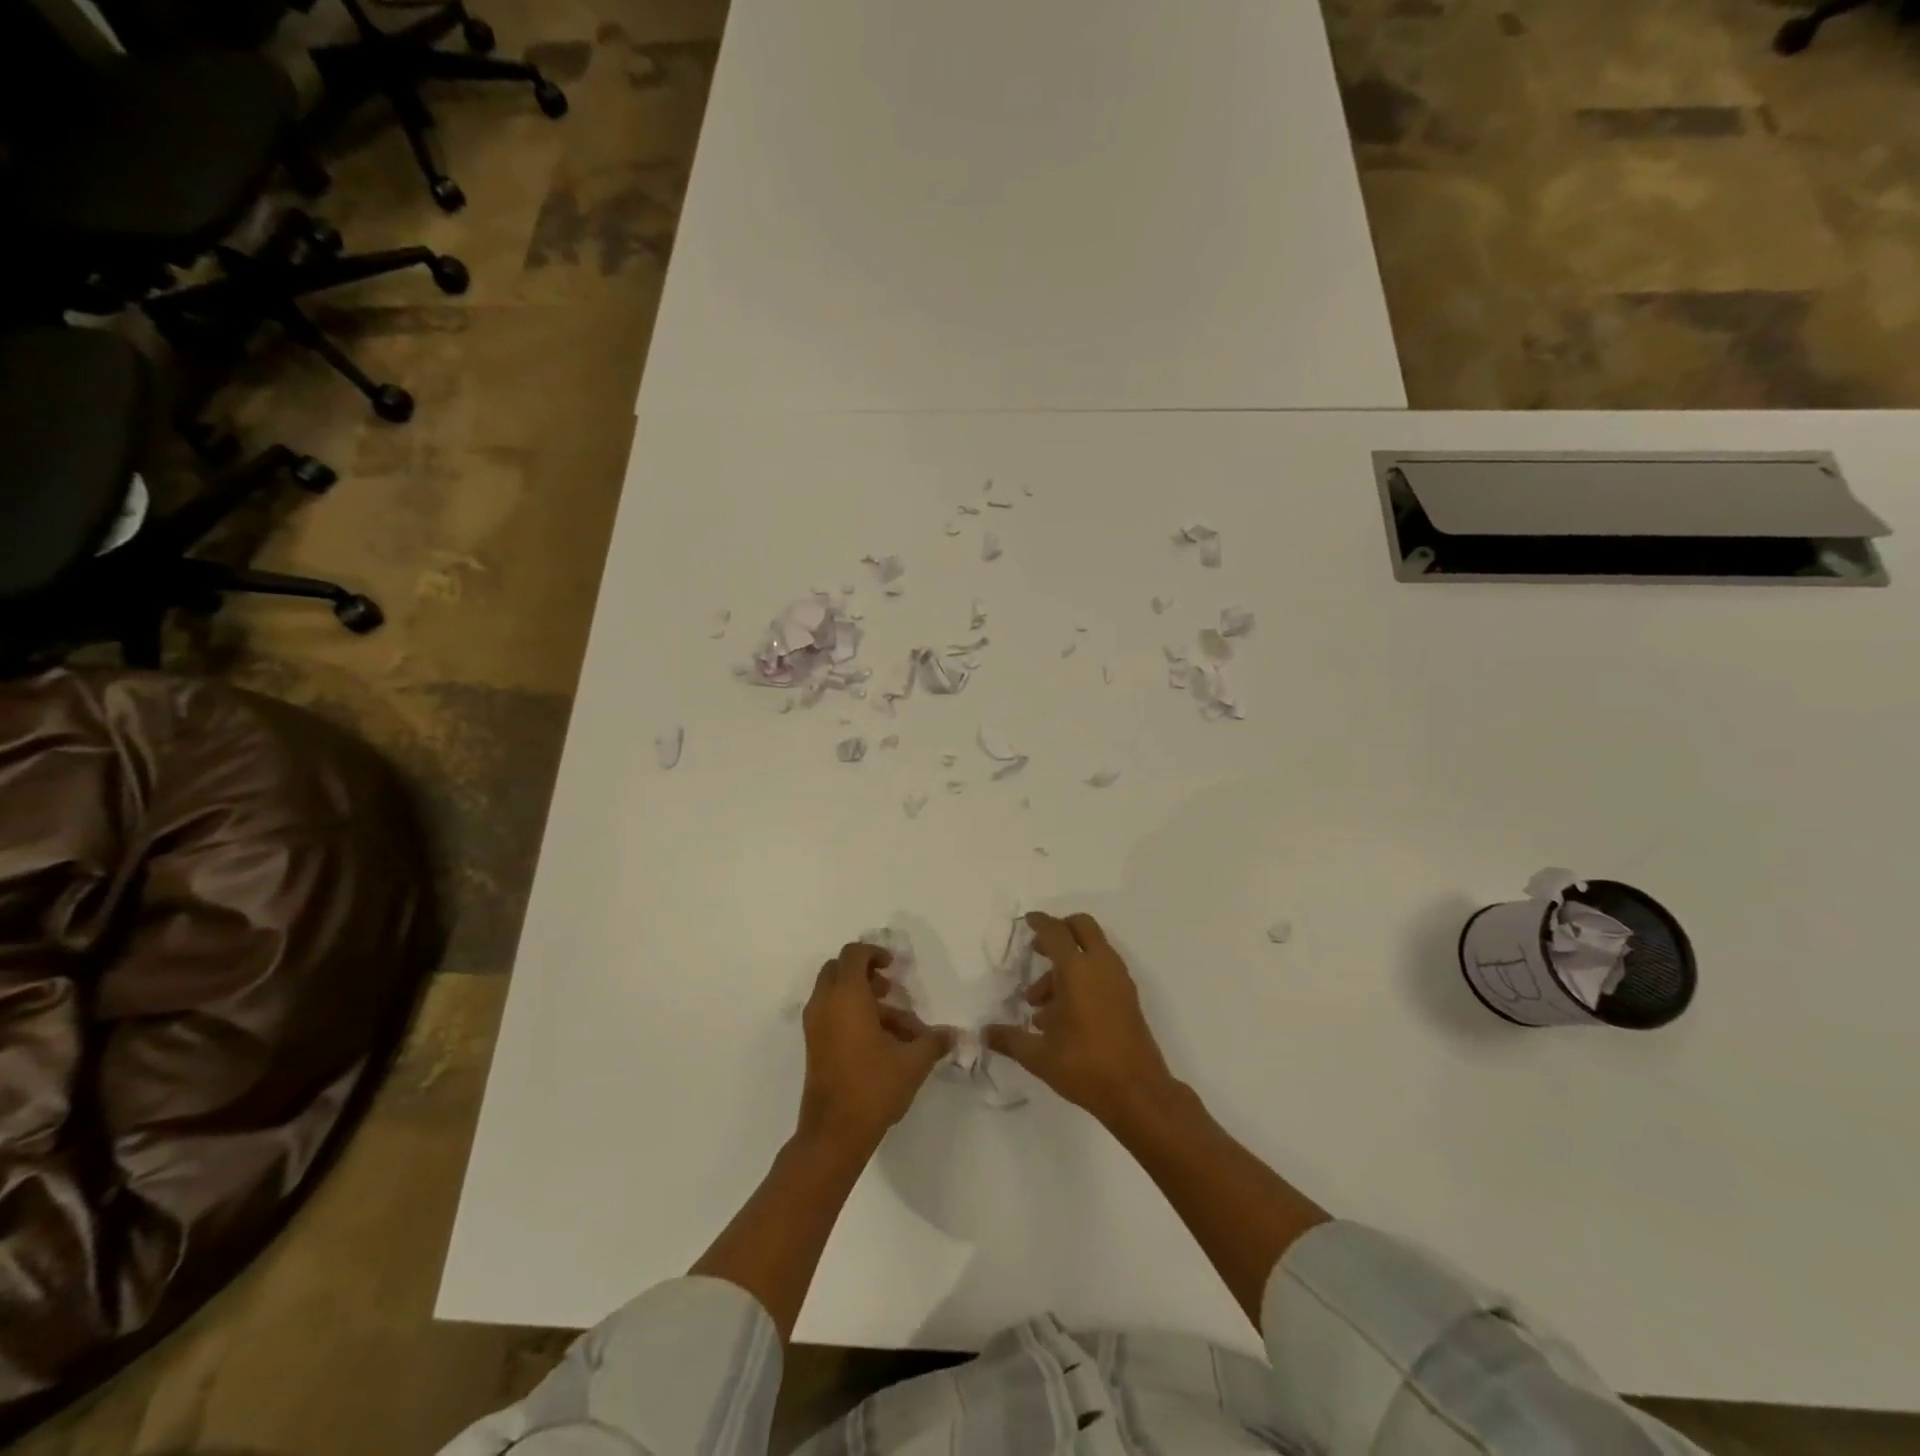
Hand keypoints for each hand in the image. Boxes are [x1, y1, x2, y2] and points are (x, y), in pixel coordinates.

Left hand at [799, 942, 952, 1150]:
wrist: (833, 1134)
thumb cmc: (873, 1087)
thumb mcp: (913, 1062)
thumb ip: (934, 1041)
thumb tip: (955, 1035)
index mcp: (846, 996)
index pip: (853, 954)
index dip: (874, 952)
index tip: (894, 966)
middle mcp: (824, 1004)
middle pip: (838, 970)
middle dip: (864, 974)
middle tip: (890, 990)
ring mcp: (815, 1026)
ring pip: (835, 995)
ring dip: (864, 1000)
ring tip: (898, 1028)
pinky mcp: (814, 1046)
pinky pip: (831, 1015)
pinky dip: (852, 1016)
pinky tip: (881, 1044)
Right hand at [985, 912, 1177, 1128]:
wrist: (1138, 1093)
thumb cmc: (1085, 1067)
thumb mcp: (1039, 1056)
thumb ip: (1009, 1039)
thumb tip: (983, 1033)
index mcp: (1077, 970)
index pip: (1055, 932)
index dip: (1039, 923)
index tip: (1026, 922)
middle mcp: (1101, 966)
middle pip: (1081, 927)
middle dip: (1058, 932)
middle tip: (1038, 952)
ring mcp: (1119, 980)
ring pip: (1092, 951)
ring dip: (1067, 963)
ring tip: (1041, 1006)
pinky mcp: (1128, 997)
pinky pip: (1102, 970)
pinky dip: (1083, 976)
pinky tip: (1063, 1015)